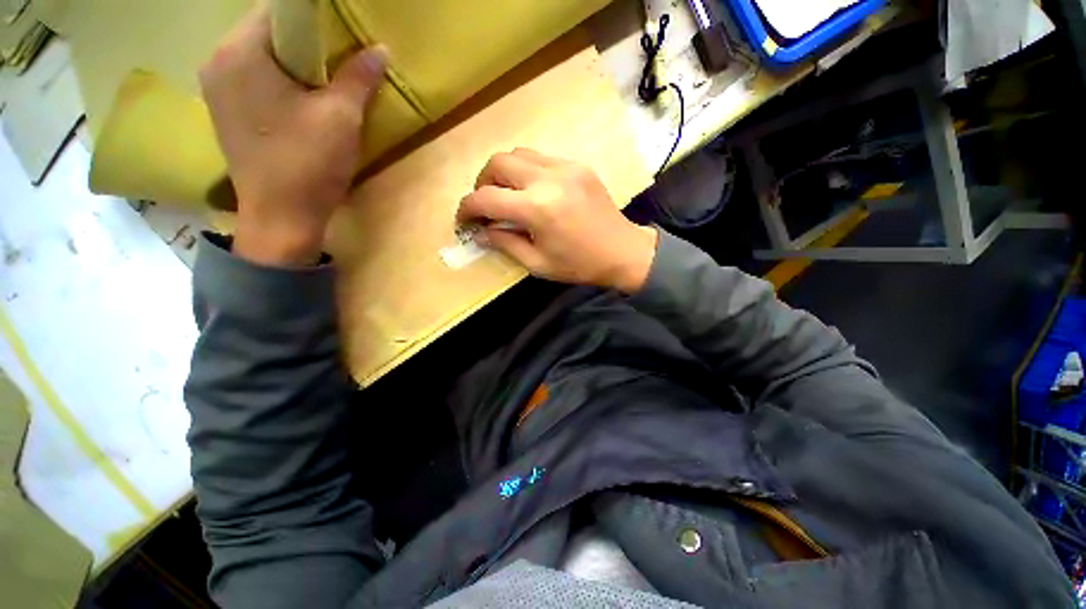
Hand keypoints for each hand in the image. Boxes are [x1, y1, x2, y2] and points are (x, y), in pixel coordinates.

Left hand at [199, 7, 386, 265]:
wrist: (281, 218)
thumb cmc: (308, 164)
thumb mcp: (341, 118)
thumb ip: (358, 78)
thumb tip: (380, 49)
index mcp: (240, 53)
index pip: (277, 11)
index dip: (313, 18)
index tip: (341, 34)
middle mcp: (217, 62)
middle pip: (265, 33)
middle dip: (305, 42)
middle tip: (339, 59)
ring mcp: (216, 89)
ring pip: (259, 57)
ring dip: (292, 62)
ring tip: (324, 80)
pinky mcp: (225, 113)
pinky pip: (252, 79)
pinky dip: (278, 81)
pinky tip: (301, 101)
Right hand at [457, 149, 657, 292]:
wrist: (623, 252)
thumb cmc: (579, 265)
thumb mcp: (538, 264)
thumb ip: (505, 244)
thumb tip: (481, 232)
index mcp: (538, 209)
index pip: (486, 199)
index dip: (466, 208)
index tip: (463, 220)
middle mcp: (548, 179)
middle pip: (497, 162)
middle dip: (482, 183)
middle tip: (486, 205)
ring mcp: (565, 167)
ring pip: (518, 153)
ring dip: (503, 172)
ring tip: (506, 195)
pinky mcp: (578, 166)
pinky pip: (541, 158)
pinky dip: (526, 171)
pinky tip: (532, 191)